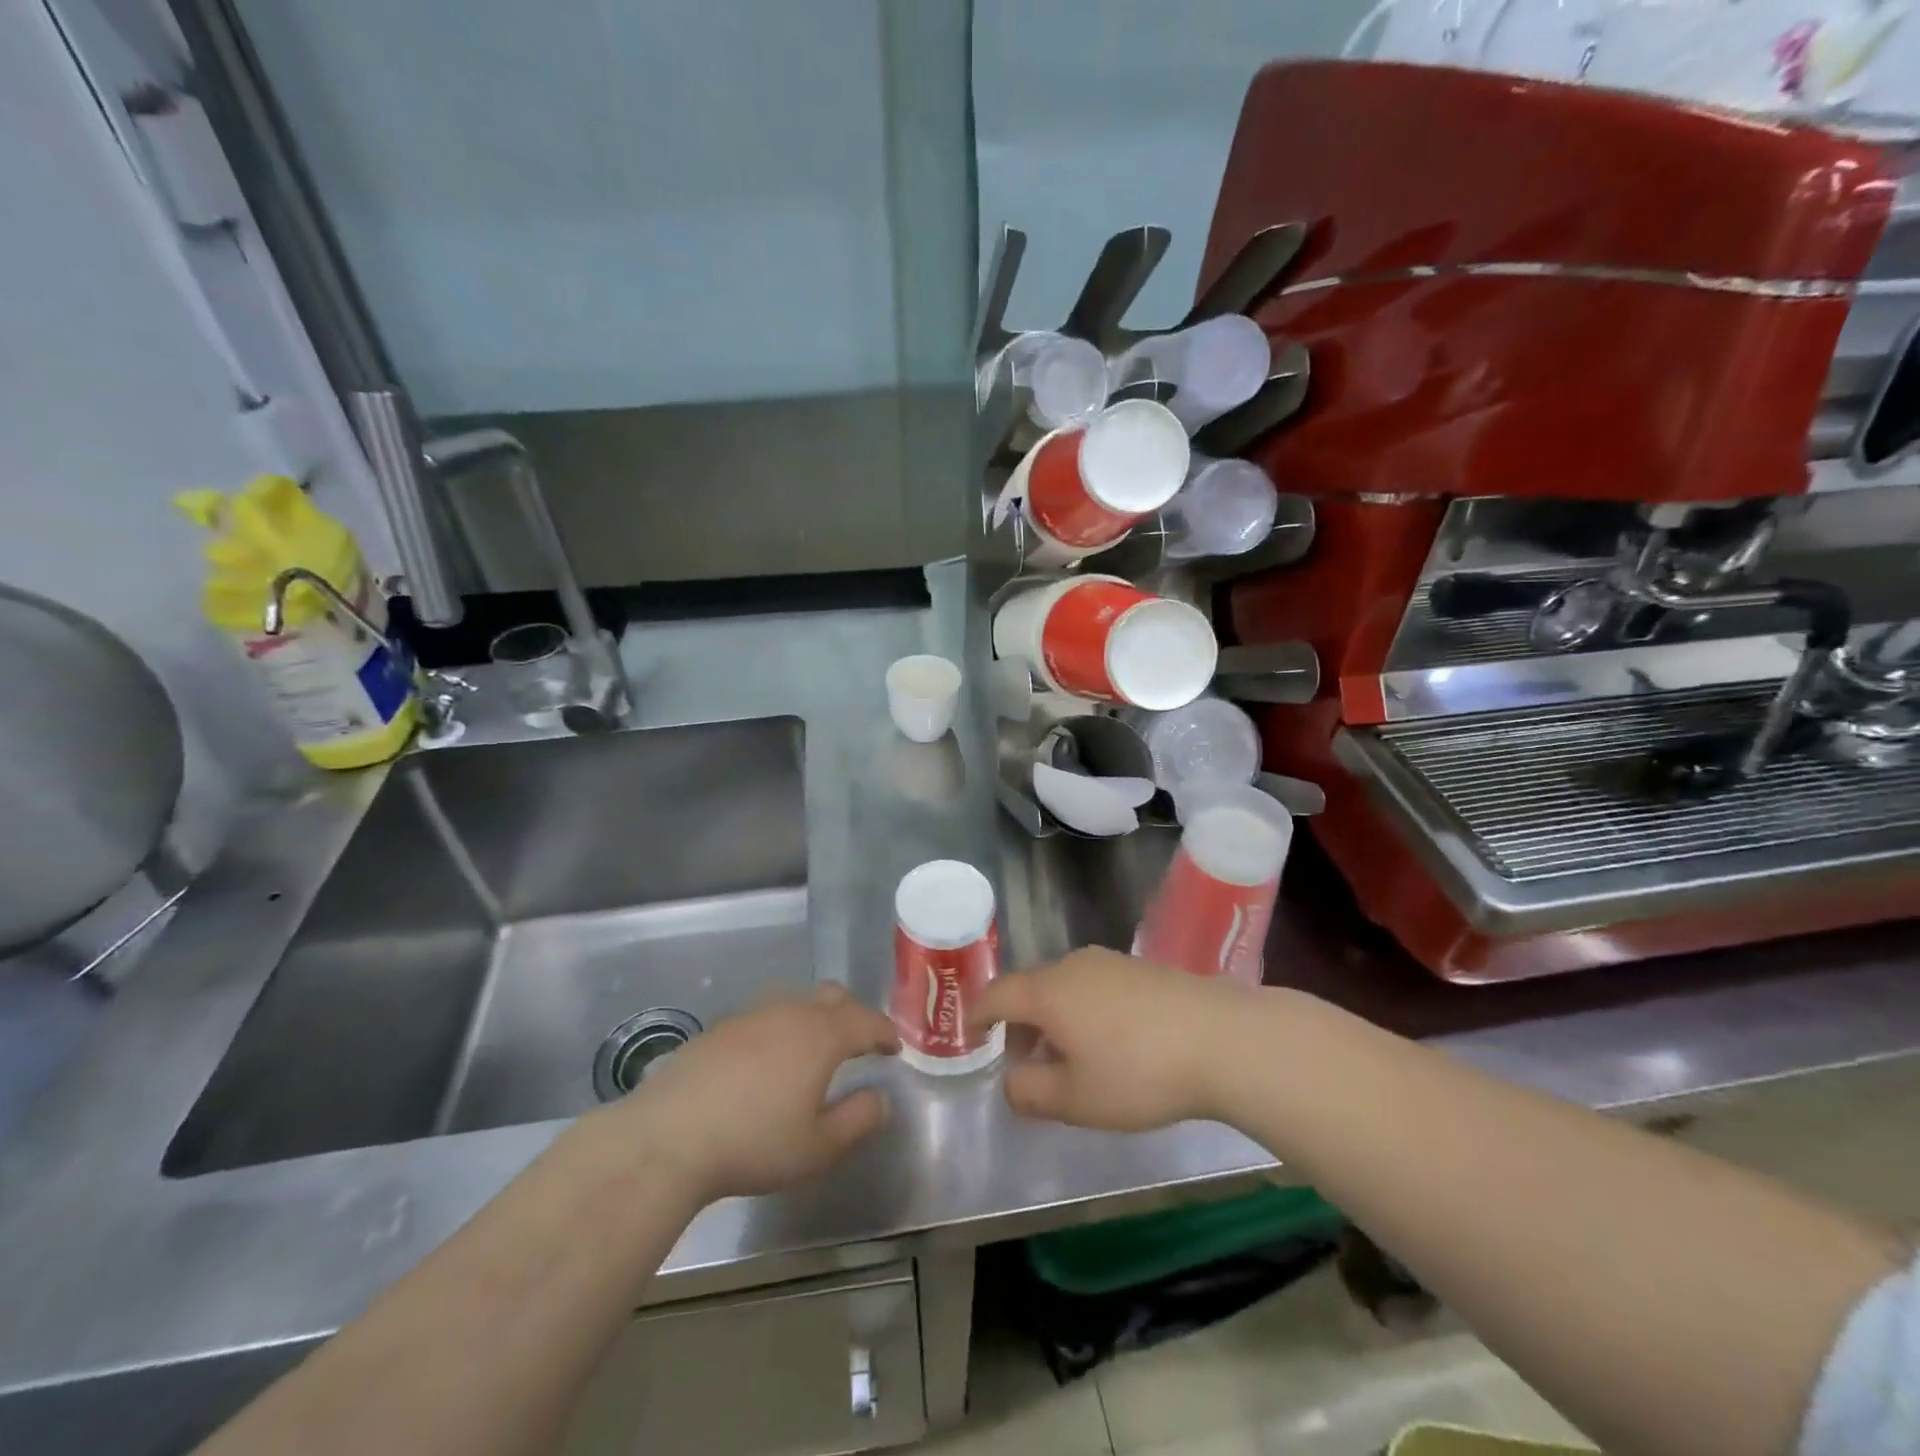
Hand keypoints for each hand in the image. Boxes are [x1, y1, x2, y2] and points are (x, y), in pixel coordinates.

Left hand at [609, 983, 899, 1202]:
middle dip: (854, 1014)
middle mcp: (791, 1012)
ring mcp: (752, 1014)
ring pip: (797, 1000)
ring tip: (815, 1048)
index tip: (894, 1048)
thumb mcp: (817, 1147)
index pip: (867, 1020)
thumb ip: (858, 1120)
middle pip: (833, 996)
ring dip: (816, 1017)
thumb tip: (881, 1098)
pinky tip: (769, 1059)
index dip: (885, 1032)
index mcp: (822, 1035)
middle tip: (860, 1042)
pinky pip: (766, 1014)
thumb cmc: (754, 1143)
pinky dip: (782, 1027)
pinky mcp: (721, 1026)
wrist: (668, 1136)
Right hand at [973, 948, 1252, 1130]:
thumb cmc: (1138, 1072)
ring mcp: (1110, 962)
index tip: (970, 1036)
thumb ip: (1031, 1093)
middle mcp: (1073, 966)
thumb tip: (1011, 1084)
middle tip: (1022, 1062)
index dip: (977, 1016)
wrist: (1222, 1038)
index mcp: (1047, 991)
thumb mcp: (1077, 1099)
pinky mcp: (1141, 969)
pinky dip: (1084, 1011)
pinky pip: (1095, 986)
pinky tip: (1108, 1043)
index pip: (996, 995)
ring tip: (1067, 1059)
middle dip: (1018, 1024)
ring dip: (1053, 1019)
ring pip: (1064, 986)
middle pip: (1030, 988)